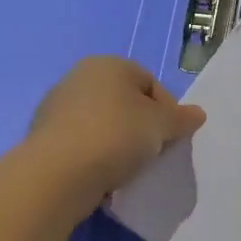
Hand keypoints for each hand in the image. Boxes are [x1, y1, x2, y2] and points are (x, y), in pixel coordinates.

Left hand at [28, 57, 206, 205]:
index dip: (167, 111)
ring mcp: (56, 107)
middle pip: (125, 102)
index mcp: (108, 64)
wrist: (57, 174)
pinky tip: (102, 176)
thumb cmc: (116, 136)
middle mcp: (79, 77)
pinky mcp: (43, 137)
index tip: (171, 138)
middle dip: (141, 127)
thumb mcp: (161, 125)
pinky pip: (81, 144)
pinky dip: (94, 157)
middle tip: (152, 153)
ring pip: (102, 124)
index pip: (150, 83)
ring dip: (118, 143)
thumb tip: (197, 114)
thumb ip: (182, 118)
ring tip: (127, 169)